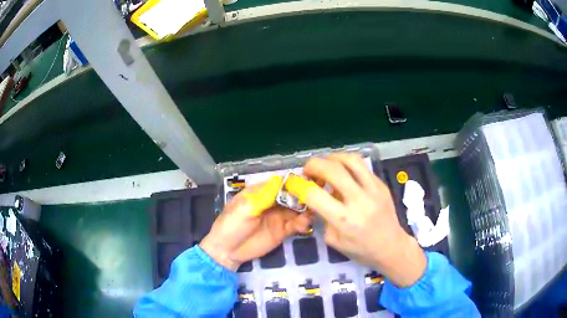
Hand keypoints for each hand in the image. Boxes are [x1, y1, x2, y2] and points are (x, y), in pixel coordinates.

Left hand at [200, 176, 310, 270]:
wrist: (227, 251)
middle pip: (292, 196)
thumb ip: (265, 196)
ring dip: (306, 210)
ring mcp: (278, 216)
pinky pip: (296, 225)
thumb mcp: (246, 208)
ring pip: (297, 210)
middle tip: (315, 200)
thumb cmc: (232, 224)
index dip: (294, 182)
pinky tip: (303, 225)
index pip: (281, 183)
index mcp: (261, 192)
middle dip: (304, 197)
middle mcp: (272, 202)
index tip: (309, 183)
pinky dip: (302, 224)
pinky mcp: (283, 231)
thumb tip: (283, 179)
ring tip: (309, 215)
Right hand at [286, 153, 426, 286]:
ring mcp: (374, 190)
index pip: (315, 195)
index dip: (298, 185)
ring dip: (332, 158)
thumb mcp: (333, 240)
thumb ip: (323, 217)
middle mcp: (359, 201)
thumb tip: (317, 197)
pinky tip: (343, 173)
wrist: (392, 247)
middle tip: (308, 170)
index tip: (292, 182)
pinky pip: (361, 166)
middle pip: (333, 169)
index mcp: (344, 220)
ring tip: (325, 166)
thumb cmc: (361, 250)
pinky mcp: (381, 184)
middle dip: (313, 164)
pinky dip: (346, 164)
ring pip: (350, 160)